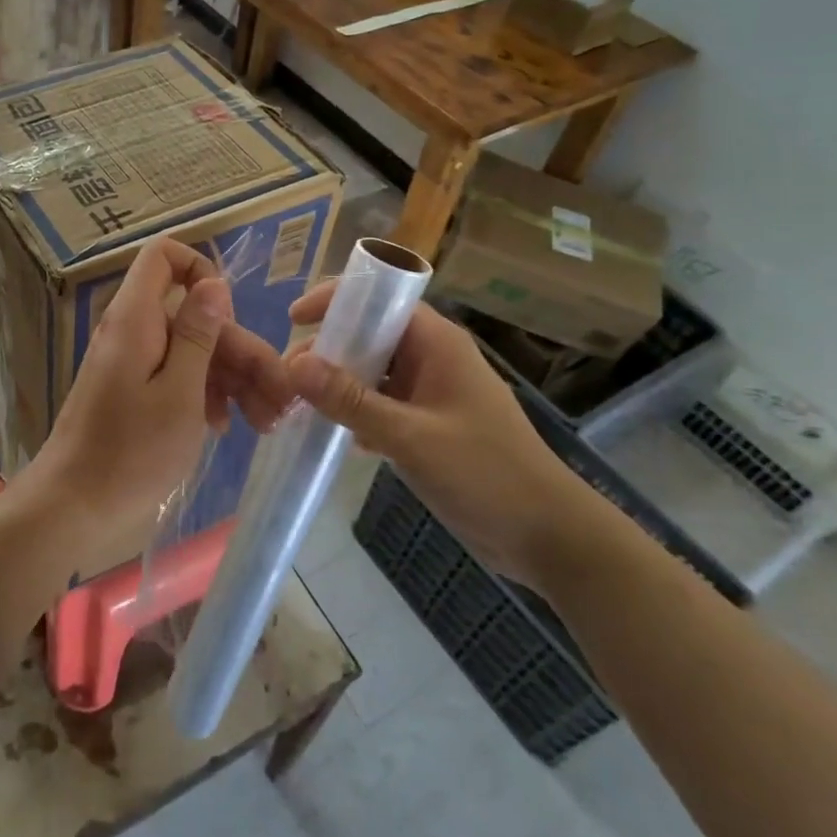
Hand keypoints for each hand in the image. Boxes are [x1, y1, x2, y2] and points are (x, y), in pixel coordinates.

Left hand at [15, 237, 290, 579]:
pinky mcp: (133, 392)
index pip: (163, 256)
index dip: (201, 269)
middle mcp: (132, 331)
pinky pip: (175, 375)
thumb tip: (214, 282)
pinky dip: (205, 393)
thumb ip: (198, 334)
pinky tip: (228, 426)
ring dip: (233, 378)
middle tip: (282, 397)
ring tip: (268, 421)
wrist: (75, 508)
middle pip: (193, 315)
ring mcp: (132, 363)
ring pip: (190, 349)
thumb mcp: (179, 392)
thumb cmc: (131, 452)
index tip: (231, 314)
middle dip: (241, 350)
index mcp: (136, 318)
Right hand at [286, 288, 610, 591]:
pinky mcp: (430, 427)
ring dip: (338, 386)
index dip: (337, 301)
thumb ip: (350, 399)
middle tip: (287, 378)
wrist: (548, 537)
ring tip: (298, 406)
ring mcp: (432, 394)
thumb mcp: (409, 435)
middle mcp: (433, 359)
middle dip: (328, 350)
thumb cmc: (485, 474)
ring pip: (374, 374)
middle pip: (371, 336)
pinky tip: (331, 436)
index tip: (293, 319)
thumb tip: (293, 364)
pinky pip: (382, 406)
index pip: (380, 299)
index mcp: (437, 343)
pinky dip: (356, 414)